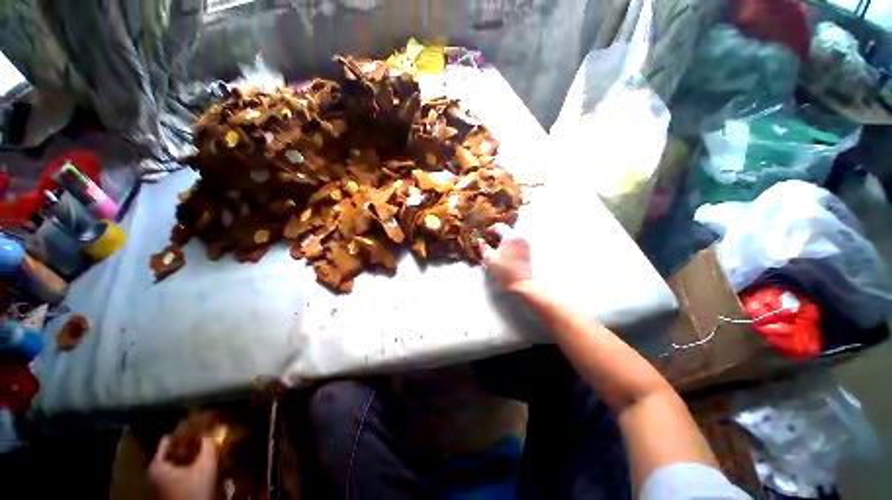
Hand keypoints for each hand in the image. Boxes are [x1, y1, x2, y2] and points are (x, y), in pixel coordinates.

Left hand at [149, 435, 216, 499]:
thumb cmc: (194, 490)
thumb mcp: (205, 465)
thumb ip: (208, 445)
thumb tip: (212, 429)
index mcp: (157, 465)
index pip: (168, 440)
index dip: (185, 431)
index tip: (200, 427)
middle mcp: (155, 473)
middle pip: (173, 452)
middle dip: (190, 445)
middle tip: (206, 439)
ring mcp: (161, 485)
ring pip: (177, 463)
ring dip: (191, 457)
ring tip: (207, 451)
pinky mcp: (169, 492)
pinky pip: (179, 473)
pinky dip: (190, 467)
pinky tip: (203, 467)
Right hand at [481, 223, 533, 291]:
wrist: (522, 283)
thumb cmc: (504, 270)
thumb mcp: (489, 258)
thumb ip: (483, 247)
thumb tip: (480, 240)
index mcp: (510, 236)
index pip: (499, 226)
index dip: (491, 229)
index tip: (485, 234)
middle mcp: (520, 236)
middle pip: (507, 230)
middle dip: (497, 233)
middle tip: (489, 240)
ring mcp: (525, 244)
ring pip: (512, 236)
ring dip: (503, 239)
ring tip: (495, 246)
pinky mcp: (527, 251)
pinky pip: (516, 242)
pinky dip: (509, 243)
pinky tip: (503, 252)